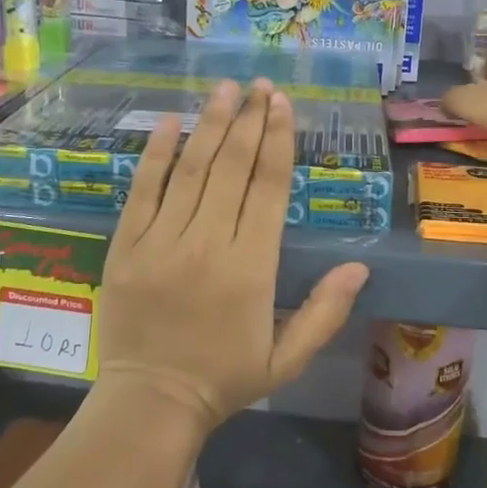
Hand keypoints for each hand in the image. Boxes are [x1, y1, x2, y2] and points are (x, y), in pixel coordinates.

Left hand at [93, 78, 368, 433]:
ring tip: (224, 88)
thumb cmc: (224, 378)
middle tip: (259, 84)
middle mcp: (208, 244)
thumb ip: (325, 312)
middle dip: (248, 120)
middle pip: (231, 167)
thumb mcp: (286, 359)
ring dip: (210, 124)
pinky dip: (156, 153)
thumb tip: (359, 267)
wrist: (150, 403)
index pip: (268, 188)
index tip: (281, 104)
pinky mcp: (127, 246)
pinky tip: (170, 121)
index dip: (277, 141)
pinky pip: (142, 190)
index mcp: (252, 268)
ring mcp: (162, 242)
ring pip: (191, 170)